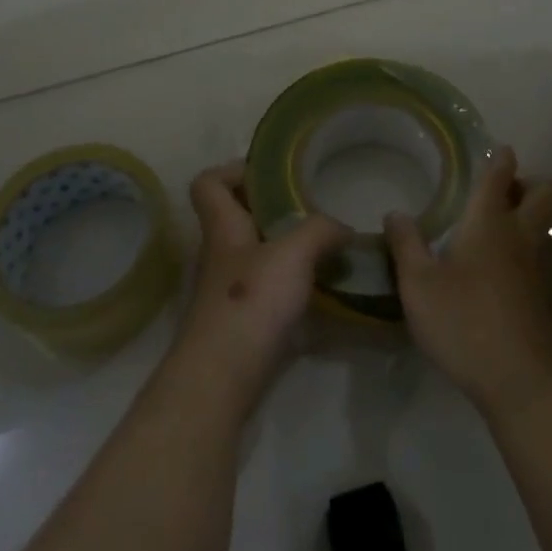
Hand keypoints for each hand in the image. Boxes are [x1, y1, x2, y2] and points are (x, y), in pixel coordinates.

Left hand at [170, 161, 351, 415]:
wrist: (221, 380)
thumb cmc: (249, 303)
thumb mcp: (293, 254)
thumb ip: (321, 231)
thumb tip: (343, 228)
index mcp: (224, 227)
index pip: (208, 183)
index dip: (233, 170)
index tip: (271, 174)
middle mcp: (221, 254)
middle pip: (238, 218)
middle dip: (273, 209)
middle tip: (312, 209)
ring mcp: (229, 291)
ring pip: (256, 255)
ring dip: (287, 250)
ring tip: (326, 249)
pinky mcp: (242, 323)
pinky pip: (268, 291)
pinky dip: (293, 288)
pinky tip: (324, 293)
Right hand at [384, 147, 551, 414]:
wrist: (519, 379)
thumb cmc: (463, 321)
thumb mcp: (418, 284)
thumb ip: (405, 244)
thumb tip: (395, 213)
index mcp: (489, 222)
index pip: (500, 176)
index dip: (501, 159)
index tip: (500, 150)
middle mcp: (520, 235)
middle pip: (547, 193)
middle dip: (532, 182)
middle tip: (505, 191)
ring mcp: (539, 266)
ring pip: (549, 224)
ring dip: (534, 216)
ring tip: (501, 227)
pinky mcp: (545, 296)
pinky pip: (544, 255)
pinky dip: (530, 249)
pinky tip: (504, 269)